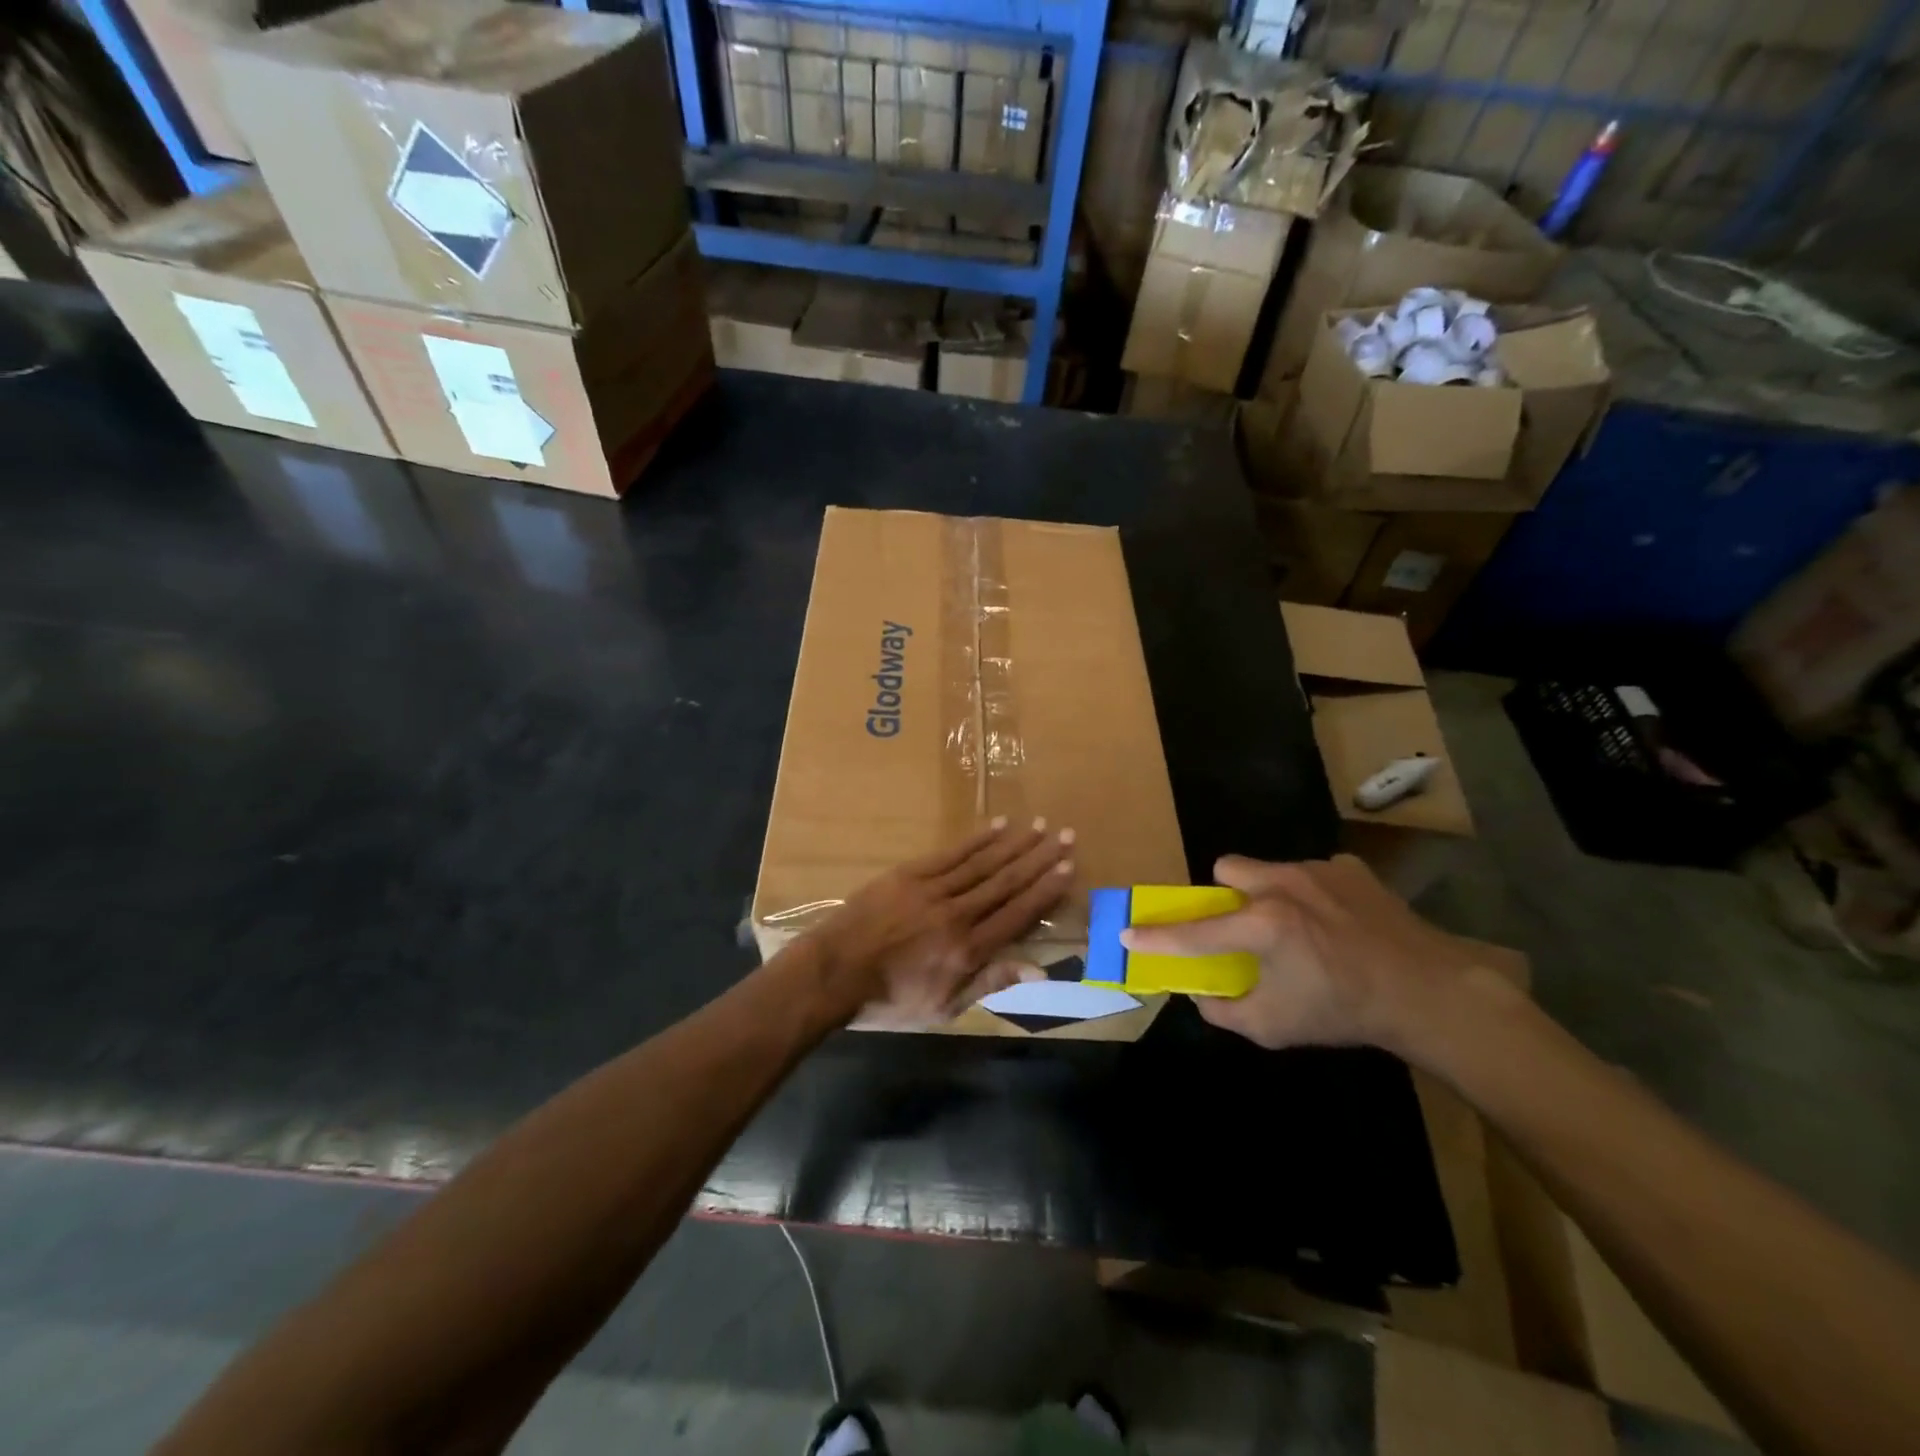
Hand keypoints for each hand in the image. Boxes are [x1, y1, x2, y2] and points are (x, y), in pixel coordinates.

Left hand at [809, 817, 1075, 1027]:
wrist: (834, 973)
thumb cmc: (890, 999)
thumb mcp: (944, 1007)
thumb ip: (990, 982)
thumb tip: (1039, 971)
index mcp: (967, 949)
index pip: (1017, 913)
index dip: (1046, 890)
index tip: (1069, 868)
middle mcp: (957, 913)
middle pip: (1006, 881)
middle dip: (1039, 858)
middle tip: (1066, 836)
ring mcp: (932, 889)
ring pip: (982, 862)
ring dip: (1014, 842)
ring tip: (1040, 826)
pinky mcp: (909, 874)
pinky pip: (951, 853)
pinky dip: (976, 839)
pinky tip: (997, 825)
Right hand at [1120, 854, 1480, 1054]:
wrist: (1429, 993)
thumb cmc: (1344, 1013)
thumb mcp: (1275, 1028)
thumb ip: (1224, 1011)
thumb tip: (1200, 994)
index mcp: (1262, 925)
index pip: (1194, 931)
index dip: (1156, 936)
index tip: (1127, 932)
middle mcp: (1282, 885)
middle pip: (1226, 868)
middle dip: (1225, 895)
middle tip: (1243, 926)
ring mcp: (1318, 871)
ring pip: (1269, 869)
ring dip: (1268, 894)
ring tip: (1298, 928)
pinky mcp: (1349, 869)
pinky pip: (1313, 874)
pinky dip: (1313, 895)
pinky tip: (1337, 924)